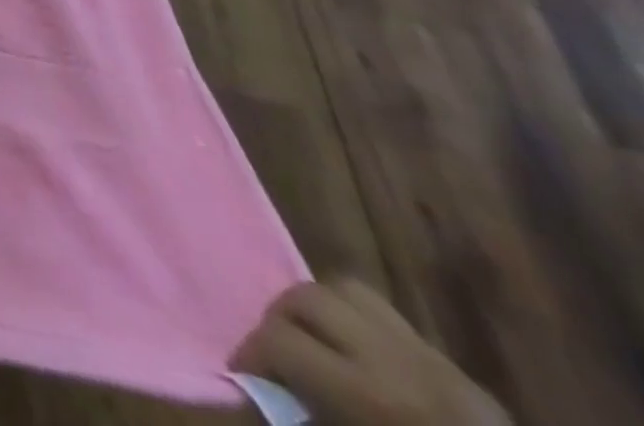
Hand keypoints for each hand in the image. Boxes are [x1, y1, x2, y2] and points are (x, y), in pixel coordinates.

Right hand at [231, 279, 510, 425]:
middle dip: (280, 319)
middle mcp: (397, 361)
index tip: (243, 375)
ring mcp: (432, 357)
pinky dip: (359, 322)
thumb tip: (257, 388)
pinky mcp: (457, 366)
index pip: (280, 340)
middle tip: (275, 354)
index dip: (251, 353)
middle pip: (307, 297)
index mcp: (369, 395)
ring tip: (313, 341)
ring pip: (347, 289)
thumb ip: (303, 415)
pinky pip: (388, 317)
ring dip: (318, 308)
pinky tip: (359, 353)